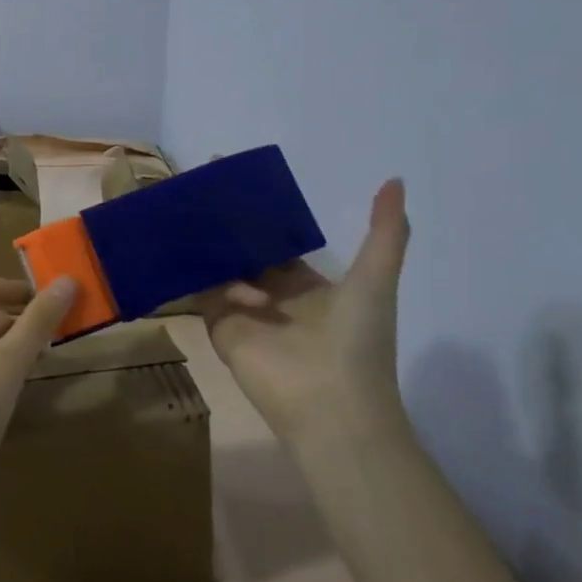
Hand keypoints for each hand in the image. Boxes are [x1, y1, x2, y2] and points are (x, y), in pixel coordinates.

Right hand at [196, 178, 409, 442]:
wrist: (332, 407)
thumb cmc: (356, 341)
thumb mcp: (375, 280)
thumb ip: (384, 232)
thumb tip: (396, 180)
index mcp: (306, 284)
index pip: (276, 239)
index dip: (260, 210)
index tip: (236, 174)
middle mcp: (272, 294)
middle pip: (243, 249)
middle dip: (226, 221)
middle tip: (202, 183)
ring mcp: (243, 310)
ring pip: (218, 265)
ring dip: (208, 240)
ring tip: (186, 205)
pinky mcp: (219, 324)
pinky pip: (202, 289)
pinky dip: (195, 269)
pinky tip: (186, 243)